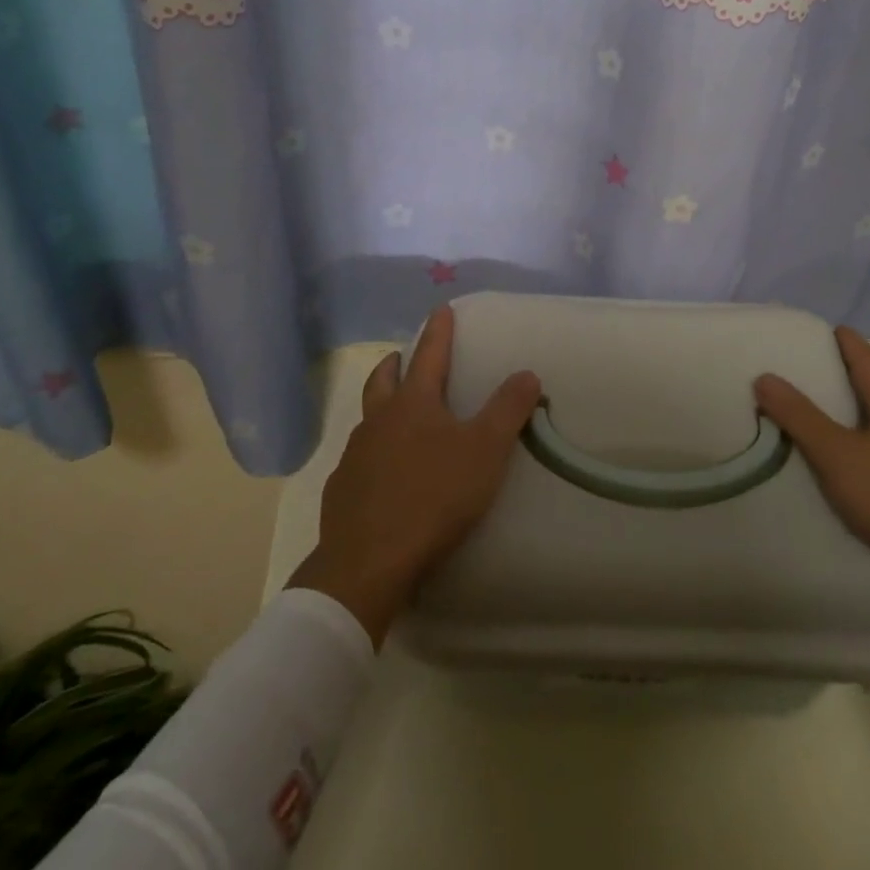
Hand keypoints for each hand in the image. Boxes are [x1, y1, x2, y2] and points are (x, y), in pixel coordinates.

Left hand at [288, 307, 540, 646]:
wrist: (369, 561)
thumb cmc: (434, 497)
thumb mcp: (485, 451)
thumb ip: (508, 410)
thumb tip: (527, 373)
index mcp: (413, 404)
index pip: (430, 354)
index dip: (438, 330)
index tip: (441, 308)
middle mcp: (379, 420)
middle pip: (383, 380)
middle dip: (395, 363)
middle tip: (401, 357)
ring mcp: (355, 455)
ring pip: (367, 419)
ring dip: (380, 407)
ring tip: (393, 415)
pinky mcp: (342, 490)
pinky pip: (357, 460)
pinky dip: (371, 454)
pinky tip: (380, 473)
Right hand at [754, 328, 869, 642]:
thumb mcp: (837, 457)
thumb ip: (799, 417)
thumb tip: (764, 376)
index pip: (864, 354)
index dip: (839, 338)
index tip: (812, 329)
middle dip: (848, 373)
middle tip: (811, 370)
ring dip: (861, 411)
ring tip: (828, 415)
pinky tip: (859, 461)